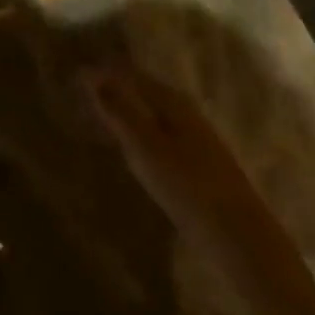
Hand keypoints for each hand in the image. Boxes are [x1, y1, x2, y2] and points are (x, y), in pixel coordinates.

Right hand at [83, 65, 261, 247]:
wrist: (242, 240)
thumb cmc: (188, 187)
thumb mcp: (144, 146)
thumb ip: (117, 109)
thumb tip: (89, 74)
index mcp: (172, 100)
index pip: (130, 74)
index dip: (101, 73)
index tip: (72, 79)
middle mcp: (185, 111)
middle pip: (142, 90)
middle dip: (112, 90)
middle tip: (79, 98)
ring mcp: (196, 137)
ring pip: (150, 113)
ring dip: (124, 111)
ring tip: (97, 120)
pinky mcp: (199, 163)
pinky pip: (159, 133)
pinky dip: (137, 132)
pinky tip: (130, 148)